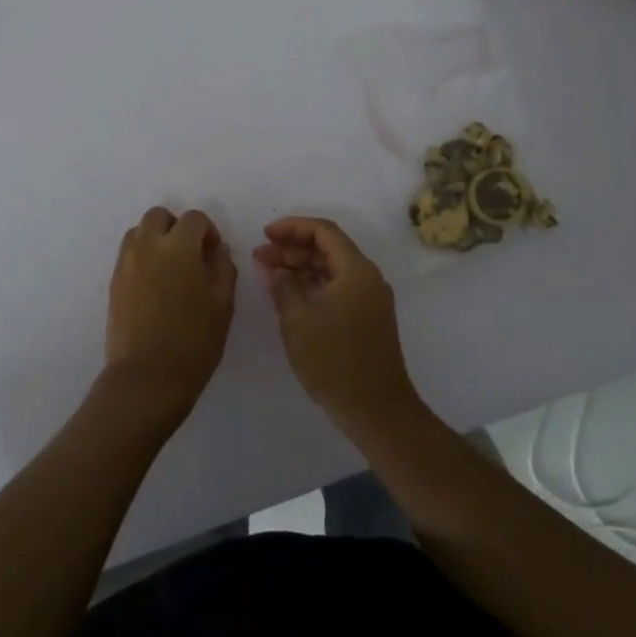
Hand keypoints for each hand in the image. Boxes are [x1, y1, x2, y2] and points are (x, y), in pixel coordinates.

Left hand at [102, 207, 237, 428]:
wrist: (147, 377)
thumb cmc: (194, 342)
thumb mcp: (223, 305)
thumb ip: (222, 268)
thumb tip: (217, 249)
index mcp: (178, 247)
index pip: (194, 218)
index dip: (208, 231)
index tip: (213, 254)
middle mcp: (147, 246)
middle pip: (159, 216)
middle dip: (176, 227)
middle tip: (190, 255)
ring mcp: (126, 263)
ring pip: (139, 232)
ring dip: (156, 239)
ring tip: (170, 269)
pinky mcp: (114, 282)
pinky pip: (128, 255)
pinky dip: (142, 257)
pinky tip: (155, 287)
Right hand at [253, 217, 420, 431]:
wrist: (375, 409)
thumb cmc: (334, 360)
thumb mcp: (297, 320)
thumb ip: (283, 286)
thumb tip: (278, 271)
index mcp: (356, 270)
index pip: (324, 231)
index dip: (292, 227)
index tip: (265, 234)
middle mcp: (367, 278)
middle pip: (328, 248)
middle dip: (292, 248)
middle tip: (260, 255)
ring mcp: (369, 299)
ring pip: (331, 269)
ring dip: (300, 267)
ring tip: (268, 272)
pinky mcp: (366, 318)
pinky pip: (336, 288)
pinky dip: (312, 285)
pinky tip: (288, 292)